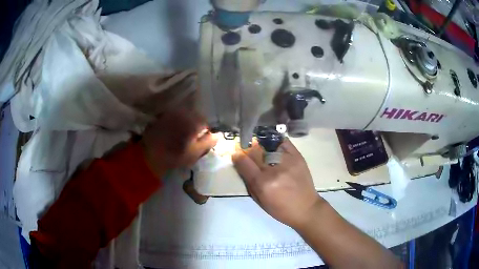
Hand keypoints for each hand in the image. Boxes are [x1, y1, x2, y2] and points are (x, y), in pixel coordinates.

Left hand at [141, 107, 217, 176]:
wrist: (149, 155)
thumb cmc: (174, 156)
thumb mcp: (195, 153)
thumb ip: (208, 142)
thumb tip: (219, 135)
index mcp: (193, 121)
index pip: (206, 122)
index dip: (205, 131)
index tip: (201, 140)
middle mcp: (183, 112)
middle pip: (195, 116)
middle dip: (196, 125)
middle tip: (192, 138)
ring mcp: (172, 112)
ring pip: (184, 115)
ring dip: (186, 123)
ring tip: (181, 135)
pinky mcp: (162, 115)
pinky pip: (174, 116)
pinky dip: (176, 122)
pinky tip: (172, 131)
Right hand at [232, 139, 323, 229]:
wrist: (306, 208)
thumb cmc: (280, 209)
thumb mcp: (260, 200)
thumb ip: (249, 182)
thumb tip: (242, 165)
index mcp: (263, 183)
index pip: (244, 162)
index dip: (237, 155)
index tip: (236, 153)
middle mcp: (274, 169)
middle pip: (255, 150)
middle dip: (248, 148)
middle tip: (246, 148)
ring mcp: (287, 161)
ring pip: (268, 144)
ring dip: (261, 145)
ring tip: (260, 146)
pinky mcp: (298, 157)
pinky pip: (284, 142)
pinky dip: (276, 141)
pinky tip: (273, 145)